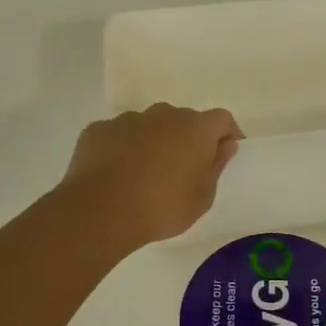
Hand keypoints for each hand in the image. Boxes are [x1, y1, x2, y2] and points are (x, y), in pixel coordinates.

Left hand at [64, 104, 242, 246]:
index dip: (226, 134)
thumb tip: (224, 145)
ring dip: (153, 142)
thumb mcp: (202, 198)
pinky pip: (119, 135)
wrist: (100, 211)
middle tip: (182, 170)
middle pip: (183, 120)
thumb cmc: (162, 207)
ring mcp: (128, 119)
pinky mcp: (98, 130)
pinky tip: (115, 175)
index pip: (222, 119)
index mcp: (195, 128)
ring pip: (149, 126)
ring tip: (145, 175)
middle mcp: (163, 114)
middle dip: (187, 139)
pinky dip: (122, 149)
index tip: (223, 154)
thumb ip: (216, 166)